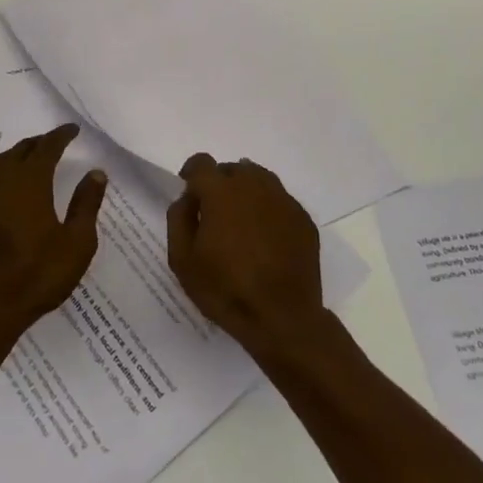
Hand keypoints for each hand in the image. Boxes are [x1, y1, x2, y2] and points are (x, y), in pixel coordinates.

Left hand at [0, 124, 105, 342]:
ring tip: (34, 156)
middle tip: (56, 140)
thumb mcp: (76, 243)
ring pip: (0, 163)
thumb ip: (86, 204)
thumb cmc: (40, 275)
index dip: (60, 136)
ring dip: (18, 153)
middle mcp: (4, 185)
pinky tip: (13, 185)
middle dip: (39, 141)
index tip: (72, 129)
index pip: (46, 149)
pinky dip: (5, 170)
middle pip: (20, 151)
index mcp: (30, 185)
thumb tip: (95, 172)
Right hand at [167, 153, 326, 358]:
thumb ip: (178, 219)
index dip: (192, 174)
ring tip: (241, 222)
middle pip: (232, 169)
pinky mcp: (303, 219)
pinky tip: (265, 238)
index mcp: (221, 192)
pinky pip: (279, 201)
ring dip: (245, 192)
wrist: (283, 319)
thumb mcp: (182, 260)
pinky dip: (268, 210)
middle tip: (215, 214)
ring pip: (259, 180)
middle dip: (220, 184)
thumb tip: (188, 198)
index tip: (190, 193)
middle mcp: (254, 186)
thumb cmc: (225, 289)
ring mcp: (283, 201)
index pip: (202, 163)